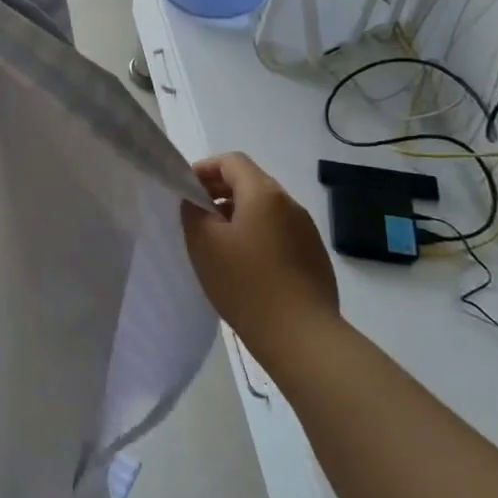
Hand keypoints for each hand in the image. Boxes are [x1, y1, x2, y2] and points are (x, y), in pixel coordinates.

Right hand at [181, 153, 338, 368]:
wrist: (301, 335)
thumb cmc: (245, 283)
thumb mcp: (203, 243)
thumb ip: (193, 211)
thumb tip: (195, 201)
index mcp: (264, 194)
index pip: (232, 161)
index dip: (204, 169)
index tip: (184, 190)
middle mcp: (290, 204)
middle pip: (250, 182)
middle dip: (219, 192)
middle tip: (194, 215)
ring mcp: (306, 231)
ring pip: (265, 209)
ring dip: (237, 215)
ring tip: (216, 243)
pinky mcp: (314, 256)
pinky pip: (278, 232)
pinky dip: (256, 235)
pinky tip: (243, 265)